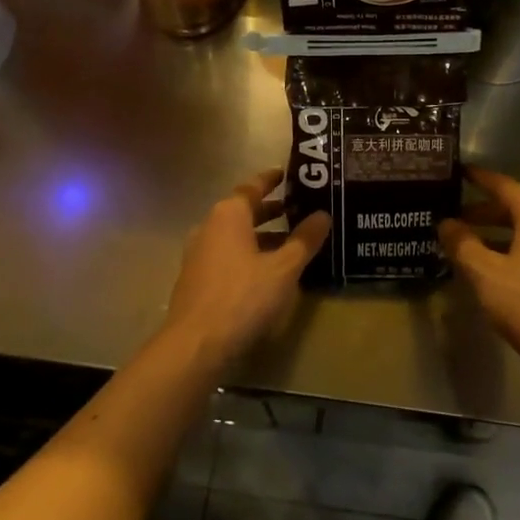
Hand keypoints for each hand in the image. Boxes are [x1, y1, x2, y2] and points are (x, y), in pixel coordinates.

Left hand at [162, 170, 330, 365]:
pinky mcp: (195, 279)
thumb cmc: (243, 296)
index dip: (271, 180)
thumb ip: (304, 240)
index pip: (252, 187)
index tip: (288, 174)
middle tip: (298, 210)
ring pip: (234, 236)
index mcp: (228, 215)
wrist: (196, 344)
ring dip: (260, 236)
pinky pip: (226, 256)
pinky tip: (265, 272)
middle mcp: (209, 227)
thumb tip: (323, 215)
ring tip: (288, 244)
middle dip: (270, 211)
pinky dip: (247, 255)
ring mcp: (198, 254)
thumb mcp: (283, 269)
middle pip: (243, 211)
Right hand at [439, 168, 519, 389]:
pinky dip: (508, 252)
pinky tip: (488, 271)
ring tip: (464, 244)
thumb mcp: (485, 273)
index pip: (504, 186)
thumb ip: (462, 244)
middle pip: (514, 209)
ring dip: (494, 235)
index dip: (479, 178)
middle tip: (452, 216)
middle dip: (482, 211)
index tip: (457, 172)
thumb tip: (445, 223)